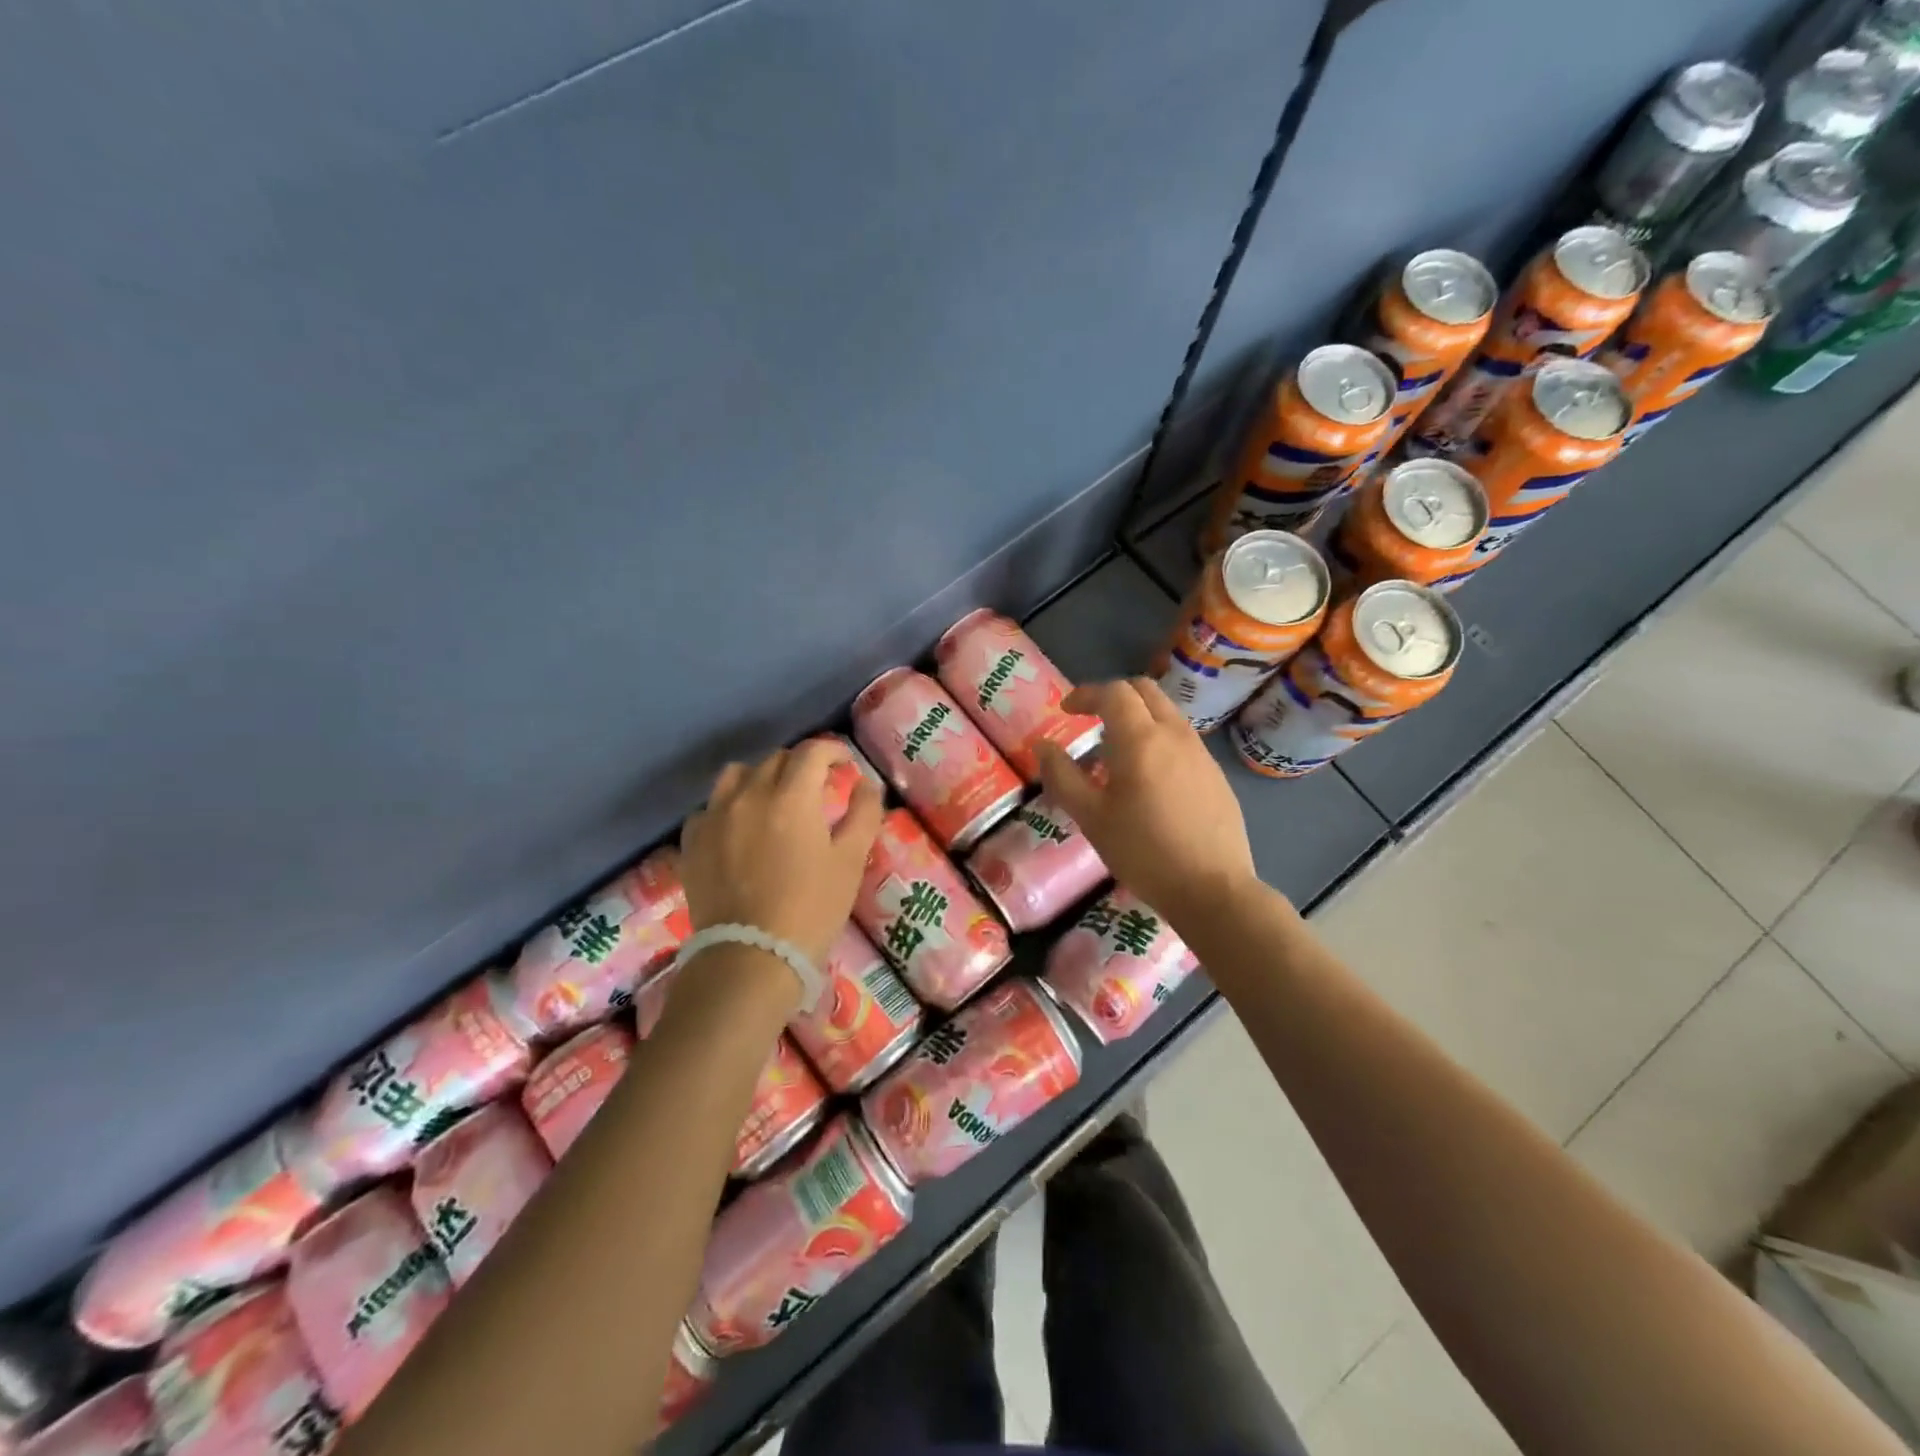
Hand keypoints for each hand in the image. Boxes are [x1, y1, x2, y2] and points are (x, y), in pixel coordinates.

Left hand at [679, 739, 885, 970]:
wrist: (751, 957)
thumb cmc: (812, 908)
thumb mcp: (851, 861)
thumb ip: (863, 813)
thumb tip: (865, 784)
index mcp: (791, 796)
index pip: (812, 752)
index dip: (833, 751)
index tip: (844, 766)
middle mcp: (748, 794)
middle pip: (776, 760)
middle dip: (801, 766)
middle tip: (817, 789)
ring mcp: (714, 816)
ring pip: (736, 775)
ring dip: (760, 778)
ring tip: (772, 801)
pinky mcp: (692, 842)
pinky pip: (709, 808)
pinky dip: (728, 808)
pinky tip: (739, 830)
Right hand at [1036, 678, 1262, 925]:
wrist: (1211, 888)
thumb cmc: (1142, 851)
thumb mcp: (1090, 817)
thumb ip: (1062, 776)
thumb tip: (1043, 746)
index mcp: (1141, 739)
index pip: (1114, 692)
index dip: (1086, 694)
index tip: (1066, 710)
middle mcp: (1175, 734)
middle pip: (1145, 692)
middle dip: (1114, 697)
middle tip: (1091, 720)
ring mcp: (1201, 753)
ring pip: (1166, 714)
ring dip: (1138, 719)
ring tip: (1116, 756)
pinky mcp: (1216, 774)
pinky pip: (1182, 739)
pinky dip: (1158, 740)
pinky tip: (1148, 781)